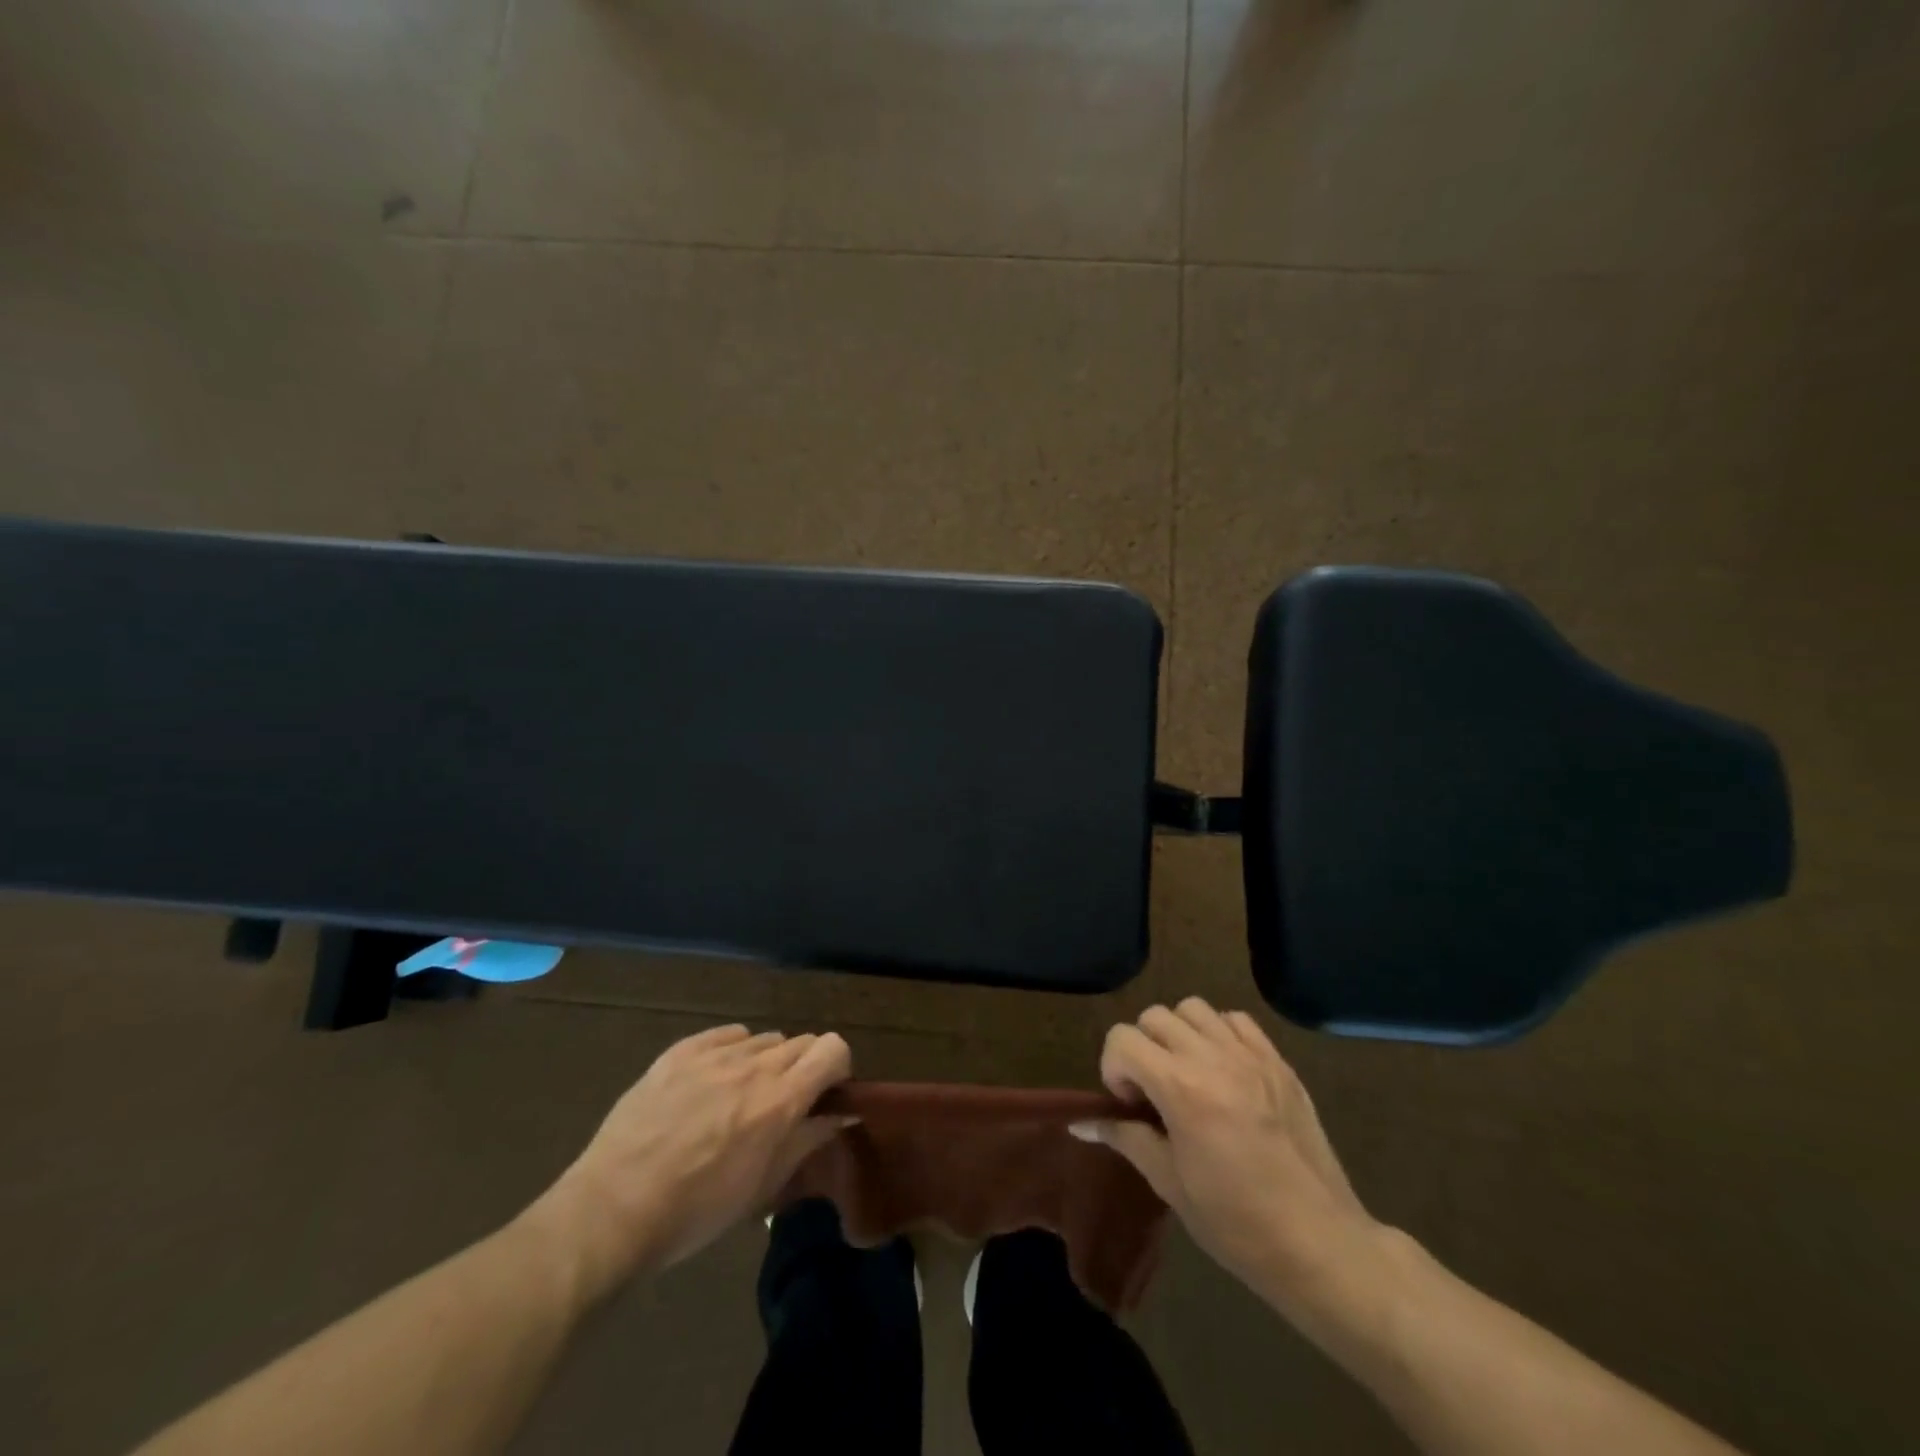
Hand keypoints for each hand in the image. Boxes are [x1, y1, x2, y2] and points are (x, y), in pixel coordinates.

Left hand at [525, 1025, 852, 1297]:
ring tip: (740, 1096)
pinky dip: (733, 1051)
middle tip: (782, 1104)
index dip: (836, 1068)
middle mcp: (754, 1065)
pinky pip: (726, 1034)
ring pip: (764, 1039)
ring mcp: (715, 1053)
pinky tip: (713, 1080)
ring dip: (766, 1062)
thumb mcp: (762, 1187)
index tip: (825, 1095)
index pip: (833, 1048)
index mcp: (780, 1100)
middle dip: (803, 1068)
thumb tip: (843, 1114)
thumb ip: (808, 1140)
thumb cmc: (696, 1211)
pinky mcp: (681, 1051)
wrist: (613, 1209)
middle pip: (802, 1041)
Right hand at [1074, 998, 1379, 1310]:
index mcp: (1181, 1088)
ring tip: (1188, 1074)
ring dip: (1179, 1033)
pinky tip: (1224, 1071)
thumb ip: (1125, 1138)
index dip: (1114, 1068)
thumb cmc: (1237, 1224)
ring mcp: (1251, 1056)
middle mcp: (1213, 1058)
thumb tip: (1080, 1122)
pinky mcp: (1279, 1062)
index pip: (1122, 1039)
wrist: (1320, 1245)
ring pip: (1194, 1008)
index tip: (1130, 1105)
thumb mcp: (1170, 1184)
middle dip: (1142, 1047)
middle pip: (1155, 1016)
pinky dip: (1219, 1033)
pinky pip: (1236, 1020)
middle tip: (1154, 1091)